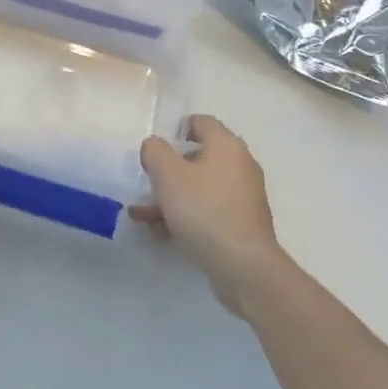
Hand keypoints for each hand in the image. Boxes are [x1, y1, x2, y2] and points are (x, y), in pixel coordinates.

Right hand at [134, 115, 286, 314]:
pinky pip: (208, 210)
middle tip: (147, 184)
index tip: (156, 149)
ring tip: (143, 216)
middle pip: (198, 157)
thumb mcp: (168, 175)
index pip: (201, 122)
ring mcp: (244, 196)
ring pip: (200, 187)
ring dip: (172, 197)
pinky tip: (162, 232)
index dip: (176, 130)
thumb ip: (155, 151)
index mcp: (226, 145)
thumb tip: (154, 146)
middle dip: (168, 171)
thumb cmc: (204, 210)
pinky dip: (186, 216)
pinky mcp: (242, 224)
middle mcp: (240, 165)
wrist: (243, 266)